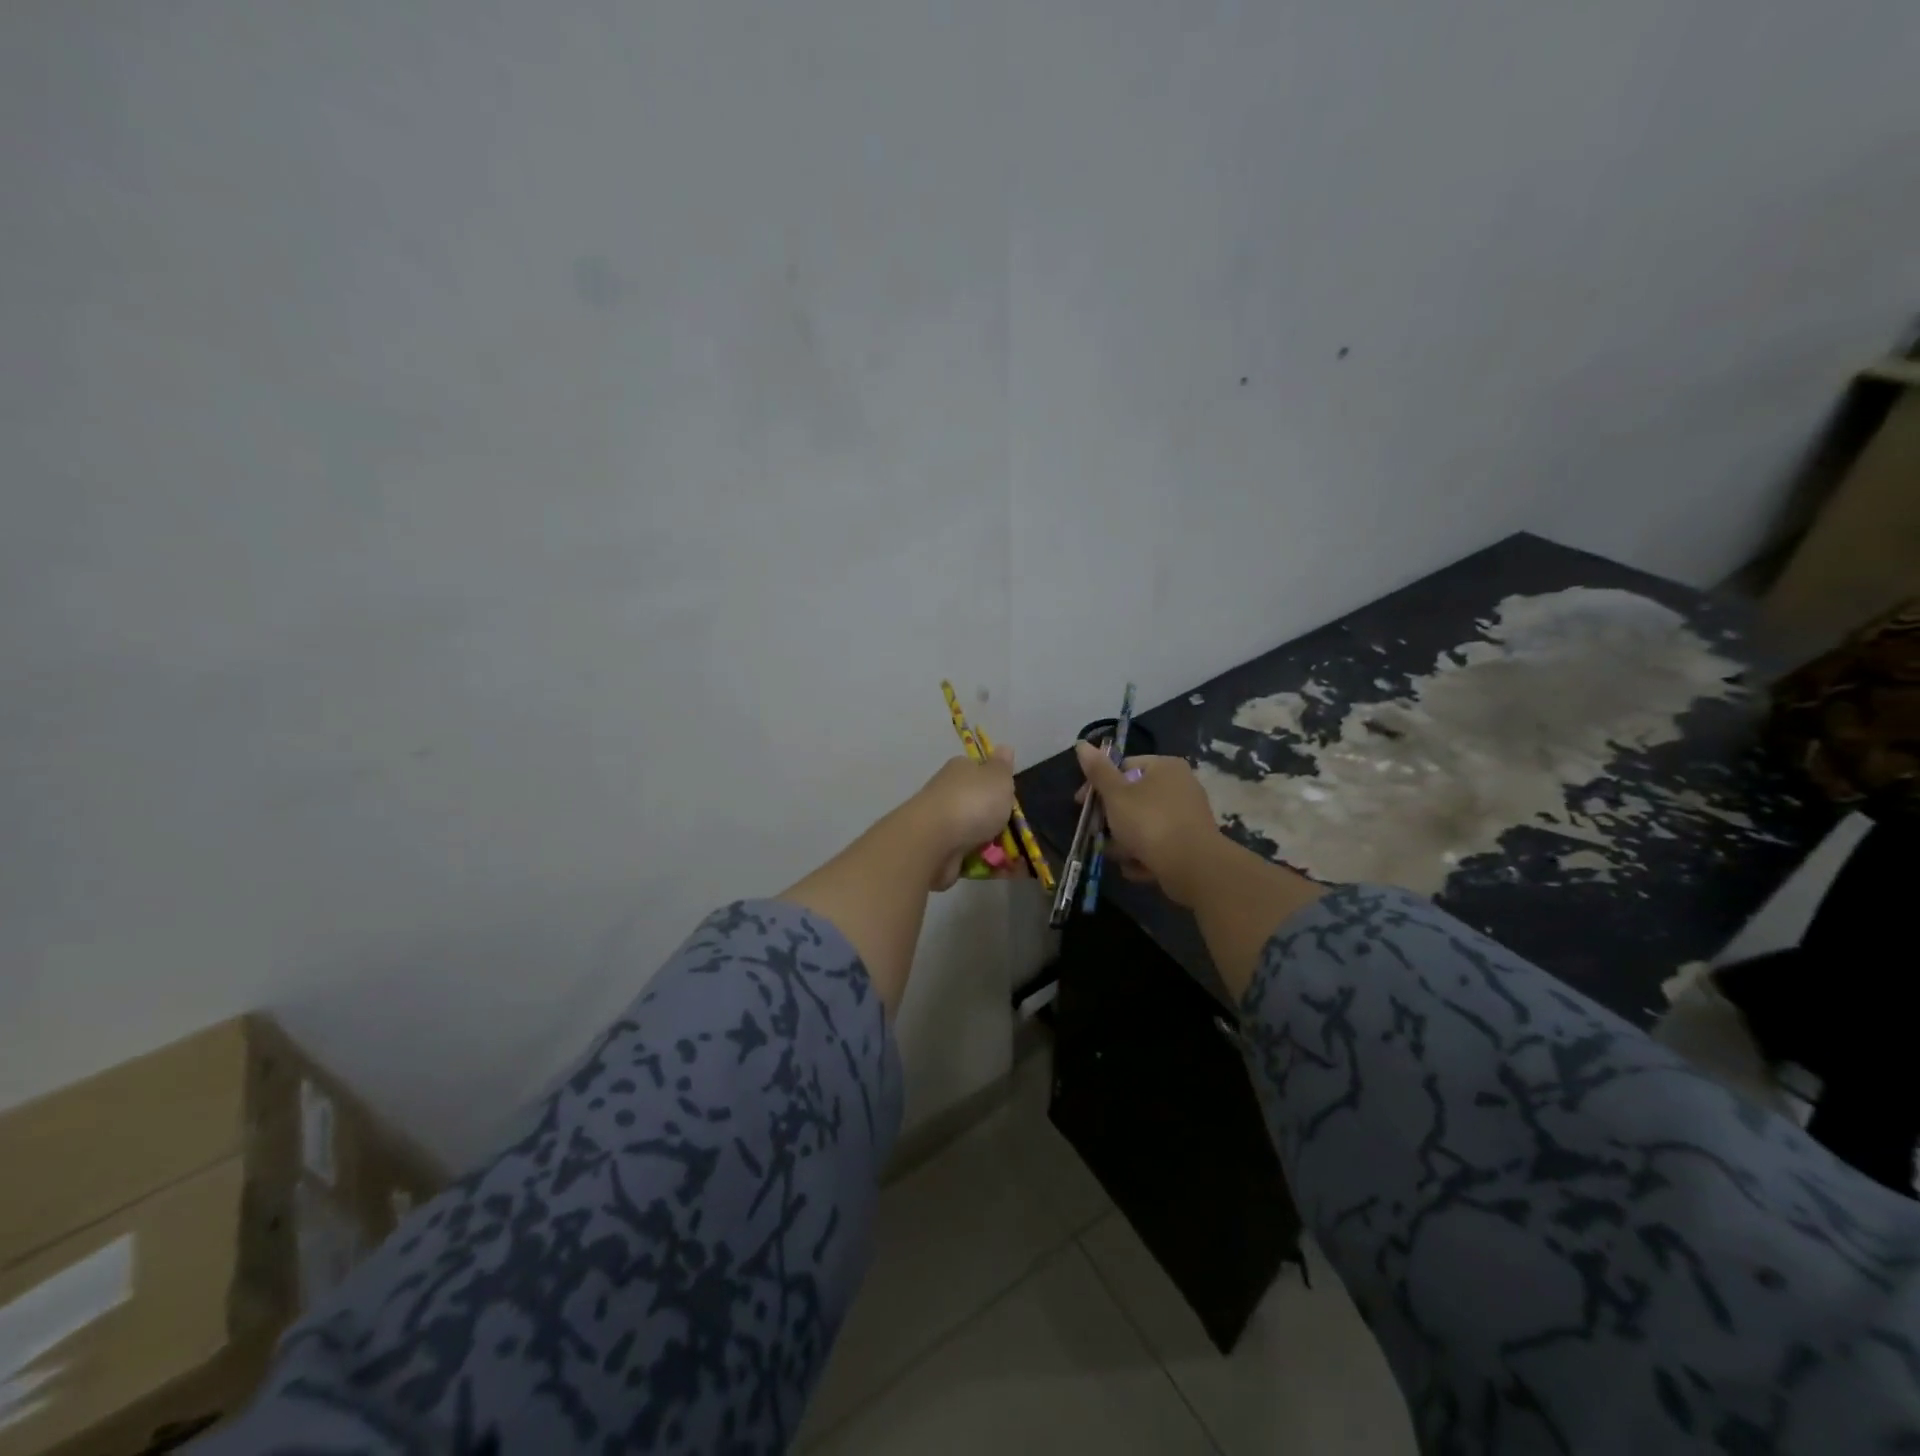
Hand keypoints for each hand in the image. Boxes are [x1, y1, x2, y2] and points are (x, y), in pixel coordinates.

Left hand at [912, 747, 1023, 889]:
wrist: (933, 841)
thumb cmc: (972, 802)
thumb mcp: (998, 778)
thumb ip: (1003, 766)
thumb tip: (1004, 747)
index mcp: (960, 770)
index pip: (980, 771)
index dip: (998, 784)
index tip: (1013, 798)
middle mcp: (948, 794)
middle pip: (980, 806)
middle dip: (1000, 821)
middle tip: (1021, 832)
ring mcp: (943, 825)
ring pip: (977, 835)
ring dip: (998, 847)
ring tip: (1020, 858)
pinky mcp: (941, 853)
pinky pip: (972, 858)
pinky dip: (988, 865)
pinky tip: (1006, 872)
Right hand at [1073, 741, 1221, 906]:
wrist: (1192, 866)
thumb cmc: (1149, 822)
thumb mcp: (1116, 794)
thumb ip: (1098, 771)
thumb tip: (1081, 744)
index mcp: (1165, 767)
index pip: (1123, 768)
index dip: (1098, 786)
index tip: (1082, 806)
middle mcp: (1180, 785)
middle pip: (1133, 799)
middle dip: (1112, 820)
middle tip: (1097, 835)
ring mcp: (1187, 815)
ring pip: (1144, 824)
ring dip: (1125, 841)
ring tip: (1118, 856)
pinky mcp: (1191, 842)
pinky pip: (1159, 843)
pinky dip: (1145, 854)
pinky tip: (1136, 868)